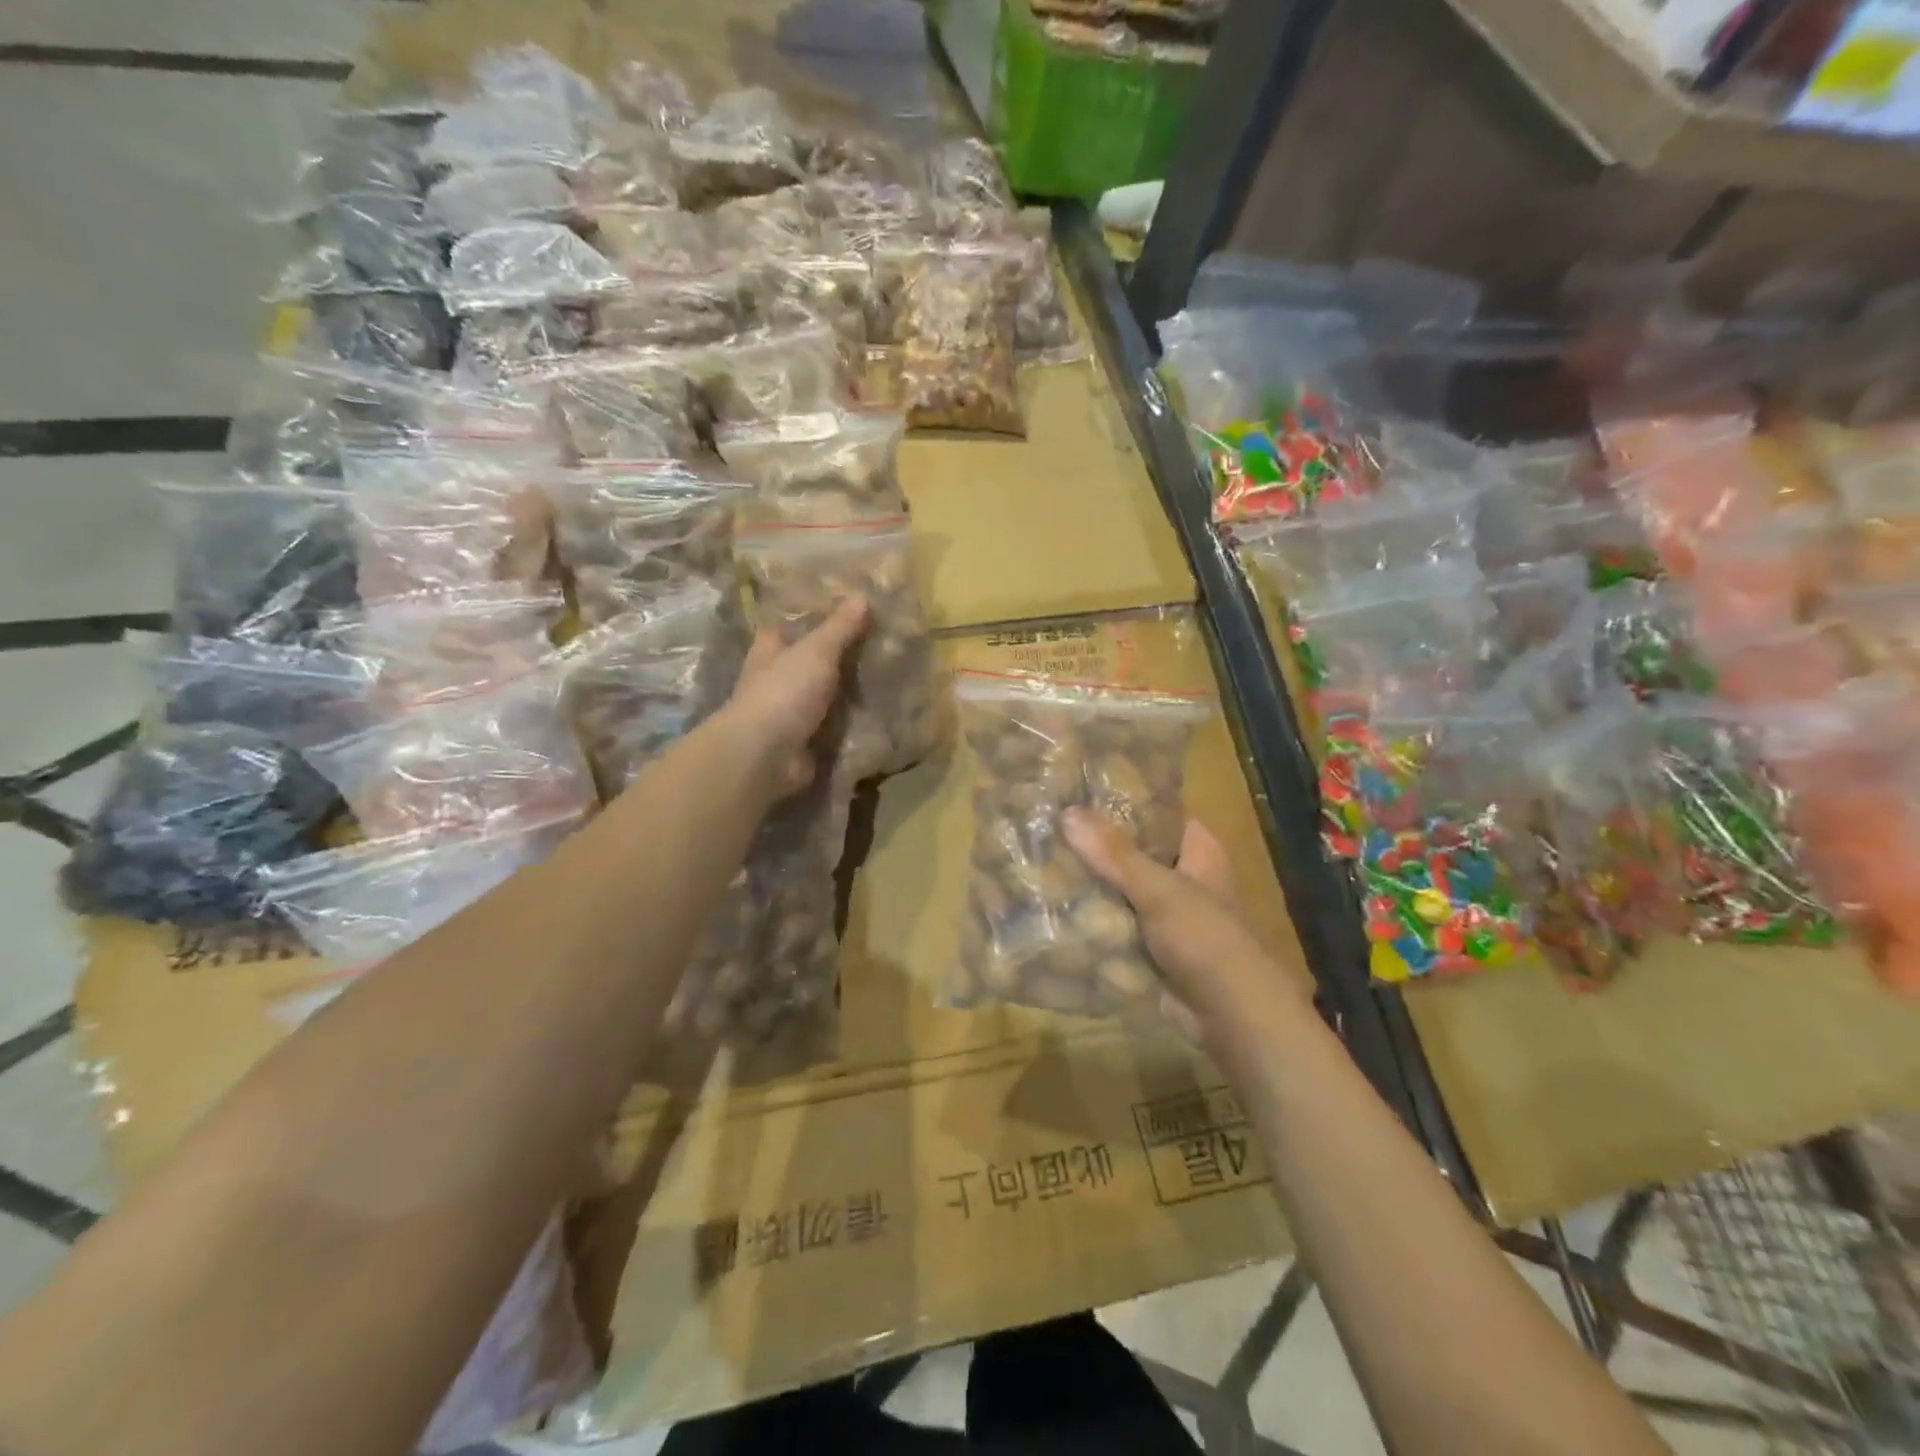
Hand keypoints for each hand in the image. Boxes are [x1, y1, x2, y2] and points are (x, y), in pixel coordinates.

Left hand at [723, 597, 869, 798]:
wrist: (767, 756)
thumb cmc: (783, 692)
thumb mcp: (816, 651)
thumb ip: (839, 628)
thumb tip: (862, 596)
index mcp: (770, 651)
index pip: (785, 626)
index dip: (807, 616)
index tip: (840, 607)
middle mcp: (776, 680)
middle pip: (809, 661)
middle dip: (838, 655)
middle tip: (881, 641)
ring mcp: (791, 713)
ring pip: (826, 695)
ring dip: (850, 691)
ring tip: (892, 676)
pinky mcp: (807, 742)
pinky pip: (836, 727)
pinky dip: (855, 722)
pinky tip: (885, 713)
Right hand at [1062, 808, 1302, 1038]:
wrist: (1231, 1016)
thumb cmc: (1205, 938)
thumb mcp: (1159, 889)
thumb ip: (1114, 854)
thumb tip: (1068, 813)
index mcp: (1199, 852)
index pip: (1158, 813)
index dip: (1123, 803)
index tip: (1078, 793)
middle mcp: (1184, 877)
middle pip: (1134, 852)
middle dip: (1096, 846)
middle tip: (1048, 828)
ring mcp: (1167, 915)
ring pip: (1122, 890)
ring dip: (1091, 885)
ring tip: (1041, 862)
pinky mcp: (1152, 948)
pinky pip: (1117, 925)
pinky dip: (1093, 920)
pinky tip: (1054, 908)